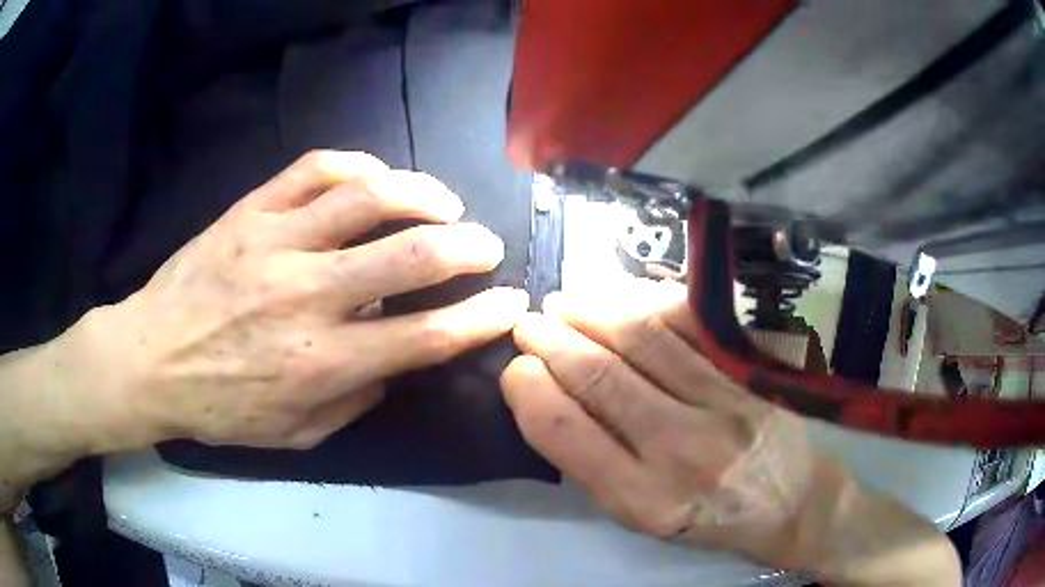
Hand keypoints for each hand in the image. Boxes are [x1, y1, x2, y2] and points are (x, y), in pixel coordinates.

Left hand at [65, 150, 527, 452]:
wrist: (148, 360)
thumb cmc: (219, 408)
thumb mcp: (294, 435)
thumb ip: (353, 401)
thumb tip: (393, 362)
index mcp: (321, 362)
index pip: (426, 335)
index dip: (481, 317)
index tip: (510, 302)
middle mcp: (307, 296)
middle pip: (409, 255)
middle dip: (467, 247)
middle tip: (485, 246)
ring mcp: (276, 243)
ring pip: (368, 196)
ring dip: (423, 195)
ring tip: (443, 203)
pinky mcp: (249, 211)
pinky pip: (314, 170)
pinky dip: (357, 165)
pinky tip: (376, 177)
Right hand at [500, 285, 959, 584]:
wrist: (792, 503)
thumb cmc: (711, 520)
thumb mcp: (644, 520)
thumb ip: (598, 466)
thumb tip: (553, 401)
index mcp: (644, 500)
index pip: (568, 432)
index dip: (531, 390)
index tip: (517, 368)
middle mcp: (682, 451)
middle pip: (601, 378)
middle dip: (553, 341)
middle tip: (530, 322)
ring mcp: (723, 405)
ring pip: (643, 341)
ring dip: (592, 312)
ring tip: (564, 301)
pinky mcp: (748, 375)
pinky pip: (690, 326)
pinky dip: (646, 303)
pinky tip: (620, 296)